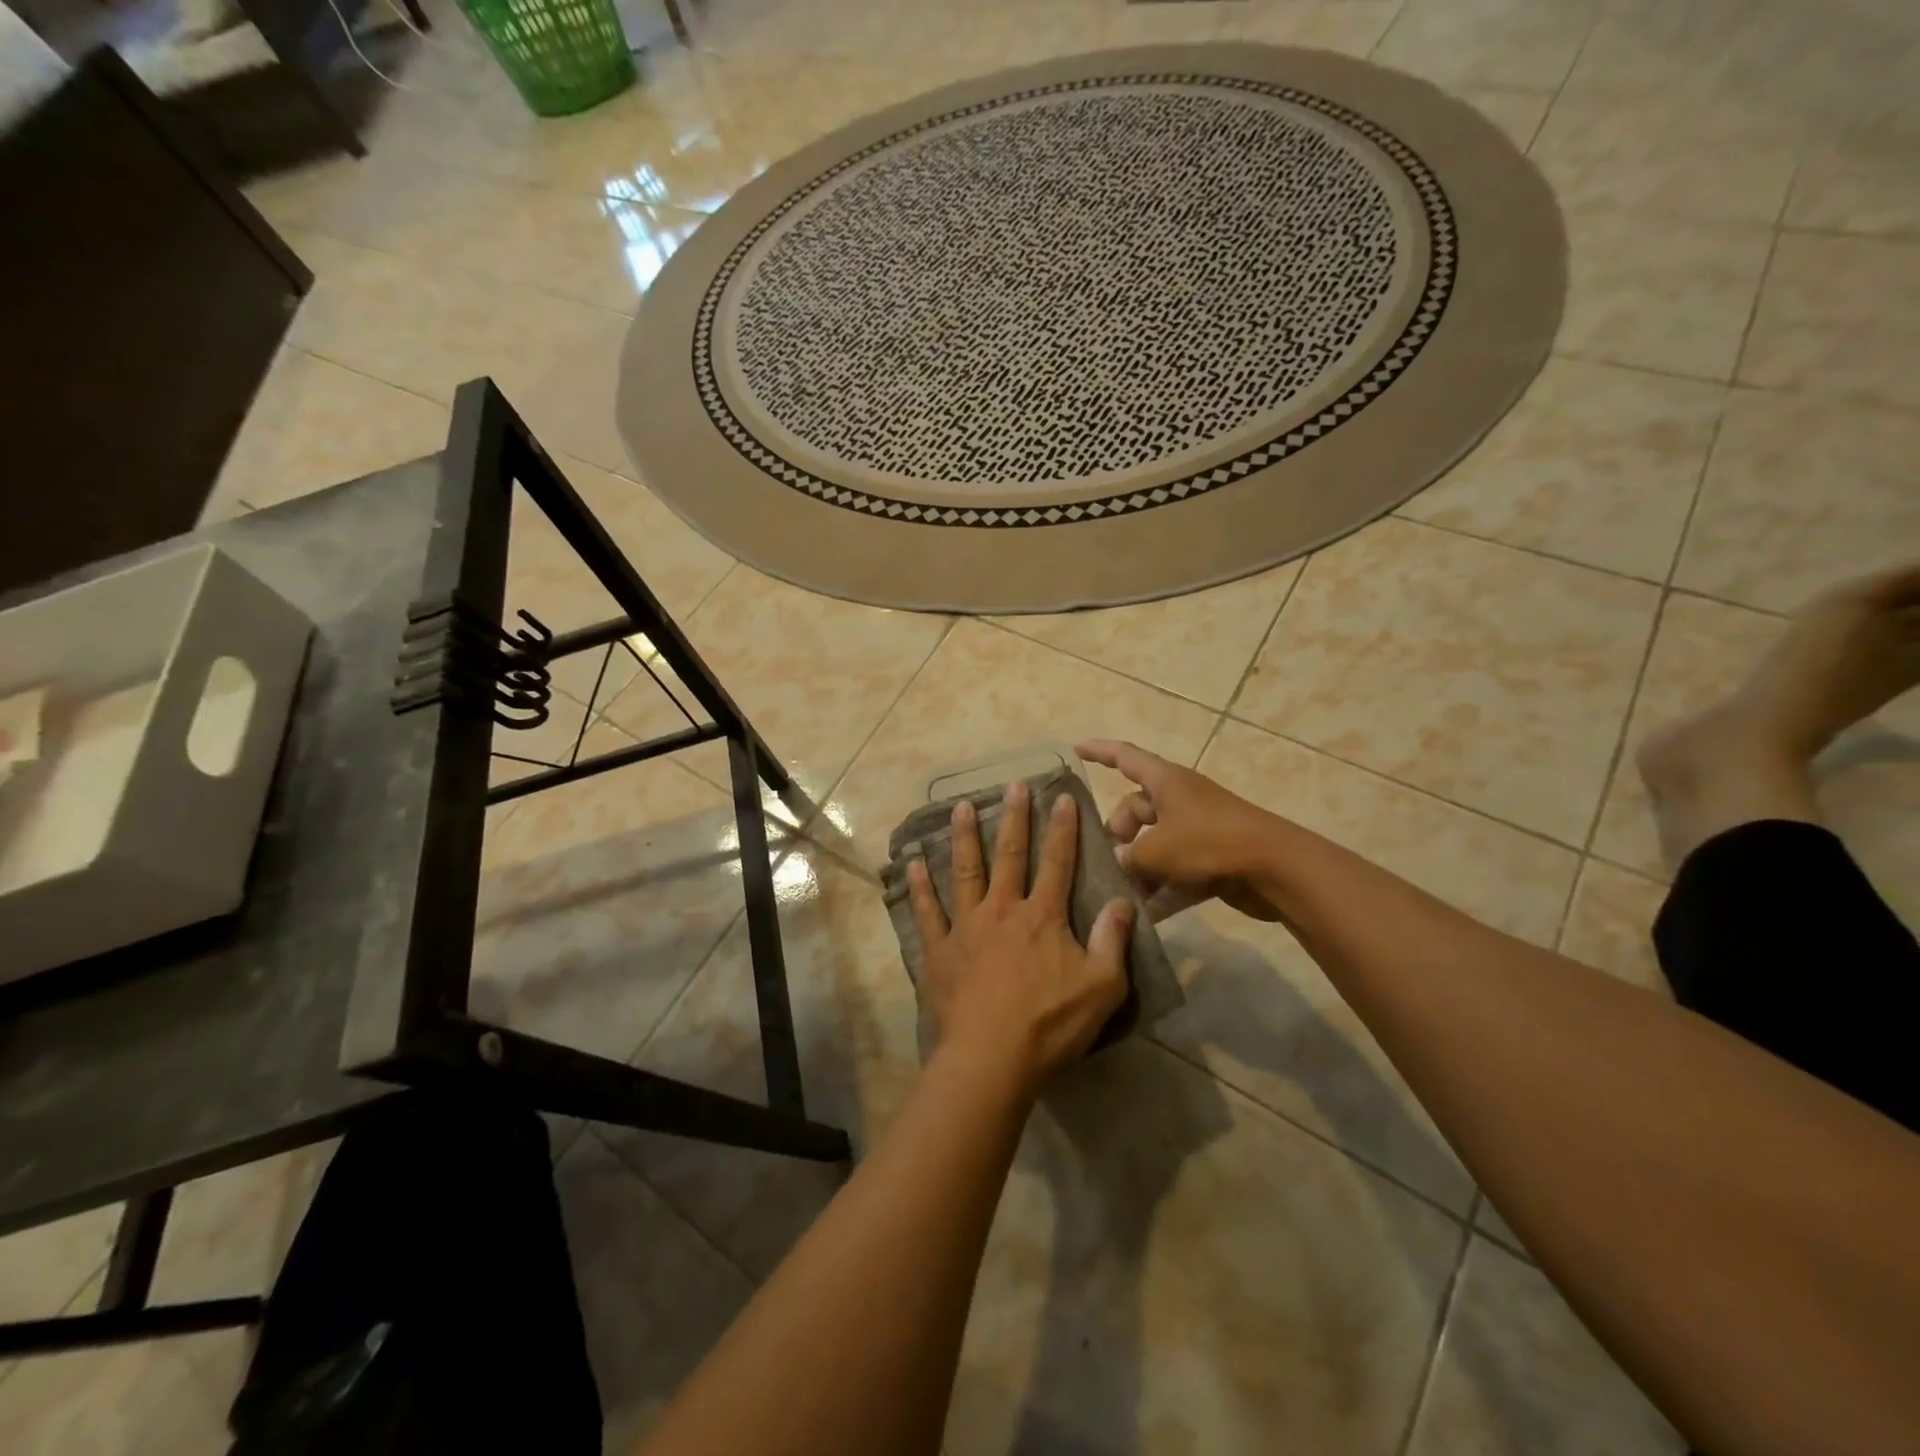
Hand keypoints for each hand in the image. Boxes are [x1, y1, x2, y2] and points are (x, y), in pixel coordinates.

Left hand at [907, 782, 1133, 1094]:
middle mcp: (1003, 910)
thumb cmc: (1050, 1025)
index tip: (1062, 797)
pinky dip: (920, 887)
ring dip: (964, 837)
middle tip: (1013, 785)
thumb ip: (1113, 940)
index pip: (1057, 862)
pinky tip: (913, 864)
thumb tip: (1123, 900)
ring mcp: (967, 927)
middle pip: (1009, 855)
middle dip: (1013, 818)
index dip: (1062, 829)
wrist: (991, 1059)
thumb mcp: (1103, 987)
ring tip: (961, 807)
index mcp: (1043, 916)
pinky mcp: (940, 950)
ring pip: (965, 871)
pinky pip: (928, 912)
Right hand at [1076, 740, 1281, 921]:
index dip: (1099, 751)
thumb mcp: (1156, 850)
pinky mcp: (1211, 859)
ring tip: (1120, 895)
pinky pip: (1176, 872)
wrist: (1275, 869)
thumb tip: (1116, 865)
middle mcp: (1179, 800)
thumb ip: (1127, 858)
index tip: (1074, 749)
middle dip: (1117, 835)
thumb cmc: (1209, 842)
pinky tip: (1145, 916)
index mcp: (1165, 781)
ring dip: (1138, 869)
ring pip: (1154, 845)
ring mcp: (1197, 830)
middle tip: (1106, 861)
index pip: (1125, 757)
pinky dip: (1162, 890)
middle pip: (1135, 810)